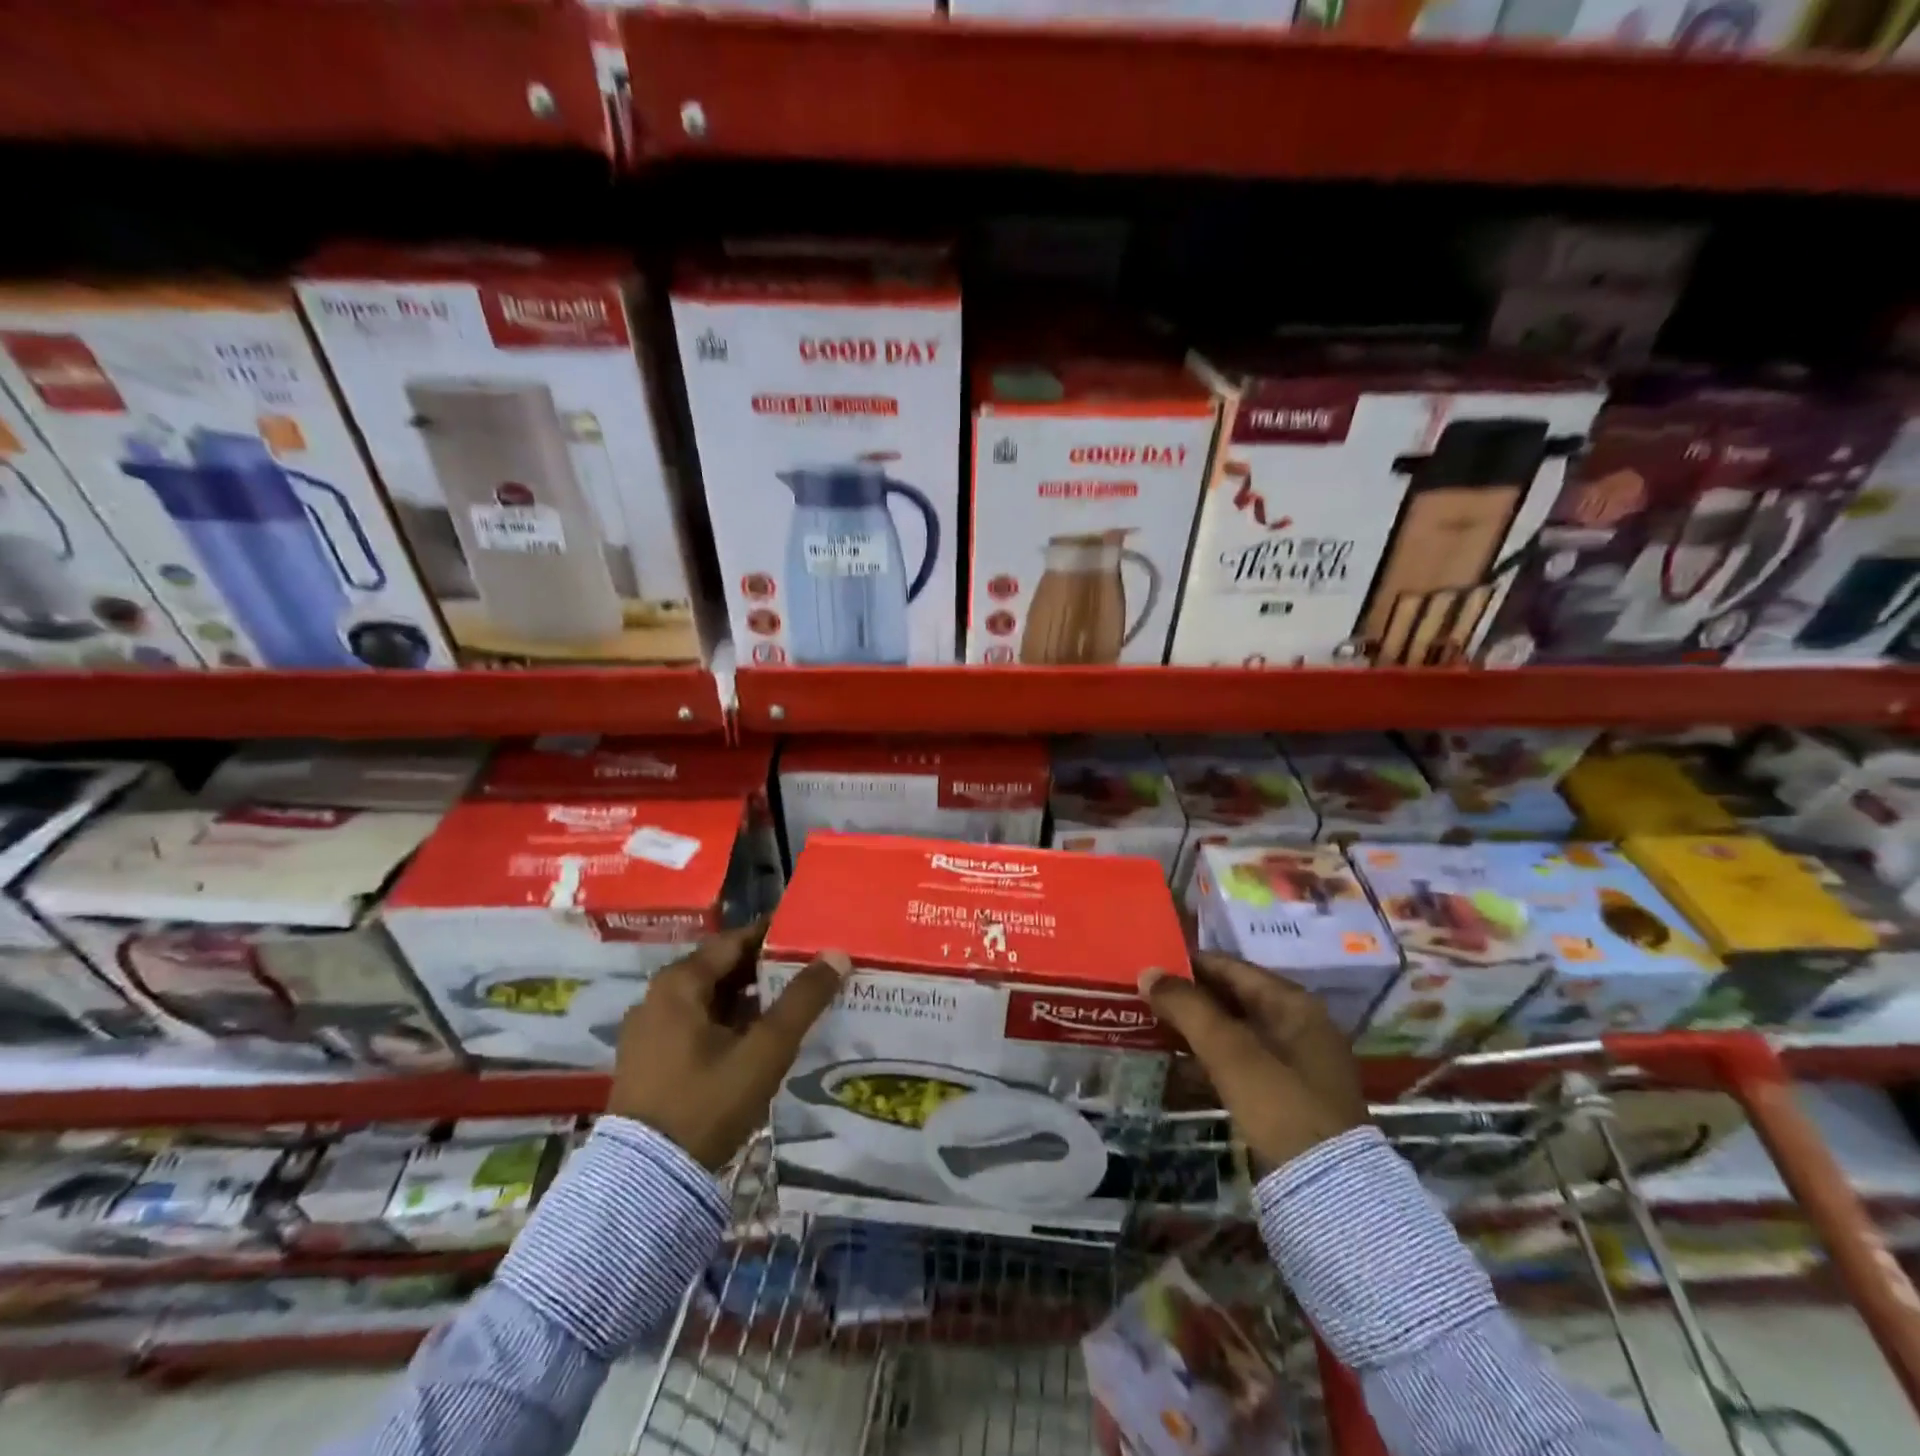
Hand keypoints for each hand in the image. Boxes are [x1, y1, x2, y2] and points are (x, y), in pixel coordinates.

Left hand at [609, 919, 848, 1169]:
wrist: (645, 1183)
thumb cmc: (707, 1102)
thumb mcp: (765, 1050)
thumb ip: (802, 1000)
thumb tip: (836, 954)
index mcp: (679, 982)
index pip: (735, 940)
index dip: (775, 936)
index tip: (811, 936)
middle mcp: (658, 996)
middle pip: (722, 968)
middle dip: (766, 969)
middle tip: (810, 971)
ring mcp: (649, 1030)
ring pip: (710, 999)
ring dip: (750, 998)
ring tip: (793, 1003)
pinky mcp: (650, 1060)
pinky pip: (697, 1024)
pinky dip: (729, 1022)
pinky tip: (759, 1038)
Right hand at [1140, 952, 1368, 1172]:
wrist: (1331, 1194)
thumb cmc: (1281, 1106)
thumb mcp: (1231, 1052)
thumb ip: (1188, 1008)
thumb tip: (1147, 972)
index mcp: (1292, 1004)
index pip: (1230, 967)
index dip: (1188, 965)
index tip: (1148, 968)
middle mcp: (1296, 1025)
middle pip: (1230, 999)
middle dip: (1187, 1001)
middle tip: (1142, 1000)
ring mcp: (1292, 1064)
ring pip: (1231, 1034)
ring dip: (1193, 1033)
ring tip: (1149, 1031)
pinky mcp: (1283, 1097)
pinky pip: (1236, 1065)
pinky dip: (1207, 1063)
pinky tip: (1173, 1071)